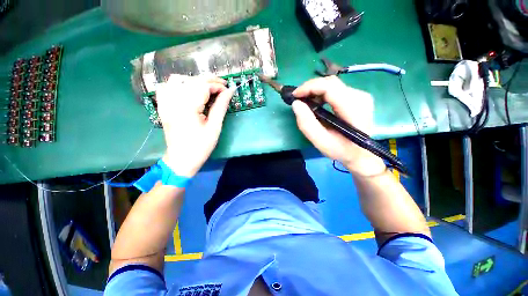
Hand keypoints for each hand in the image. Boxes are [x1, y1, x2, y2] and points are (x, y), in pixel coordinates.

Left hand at [155, 75, 234, 176]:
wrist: (181, 159)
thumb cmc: (201, 146)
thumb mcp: (214, 127)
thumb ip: (221, 106)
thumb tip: (230, 91)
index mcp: (187, 107)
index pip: (203, 85)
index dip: (217, 85)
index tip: (228, 90)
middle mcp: (173, 101)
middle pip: (191, 80)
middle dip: (209, 81)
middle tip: (222, 88)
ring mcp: (165, 103)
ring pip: (178, 80)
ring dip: (195, 81)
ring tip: (207, 89)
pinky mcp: (163, 106)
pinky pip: (166, 87)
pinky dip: (178, 84)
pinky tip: (187, 90)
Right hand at [292, 76, 385, 176]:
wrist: (361, 154)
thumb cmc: (341, 150)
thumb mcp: (321, 142)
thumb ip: (307, 124)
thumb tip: (296, 104)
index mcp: (353, 108)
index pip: (329, 87)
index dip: (309, 87)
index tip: (295, 95)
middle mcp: (360, 97)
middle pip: (330, 83)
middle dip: (310, 88)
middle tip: (298, 99)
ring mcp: (360, 96)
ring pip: (332, 84)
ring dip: (315, 91)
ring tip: (305, 102)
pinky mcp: (358, 97)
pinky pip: (336, 89)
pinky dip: (322, 94)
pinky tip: (316, 103)